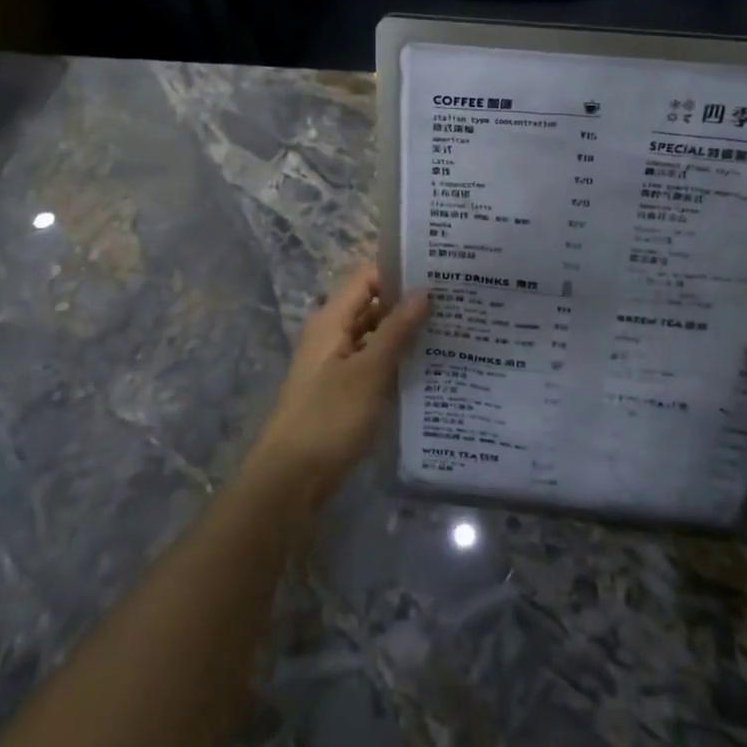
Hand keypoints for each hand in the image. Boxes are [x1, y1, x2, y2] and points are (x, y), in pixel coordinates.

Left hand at [246, 263, 428, 504]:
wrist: (291, 477)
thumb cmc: (329, 417)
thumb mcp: (368, 371)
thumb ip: (396, 330)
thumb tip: (423, 291)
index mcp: (331, 320)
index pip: (367, 277)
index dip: (399, 270)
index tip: (439, 270)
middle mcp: (332, 334)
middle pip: (372, 304)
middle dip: (408, 301)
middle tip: (455, 299)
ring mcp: (337, 363)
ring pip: (375, 334)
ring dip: (405, 331)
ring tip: (451, 327)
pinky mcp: (344, 389)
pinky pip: (374, 361)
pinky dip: (397, 358)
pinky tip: (430, 364)